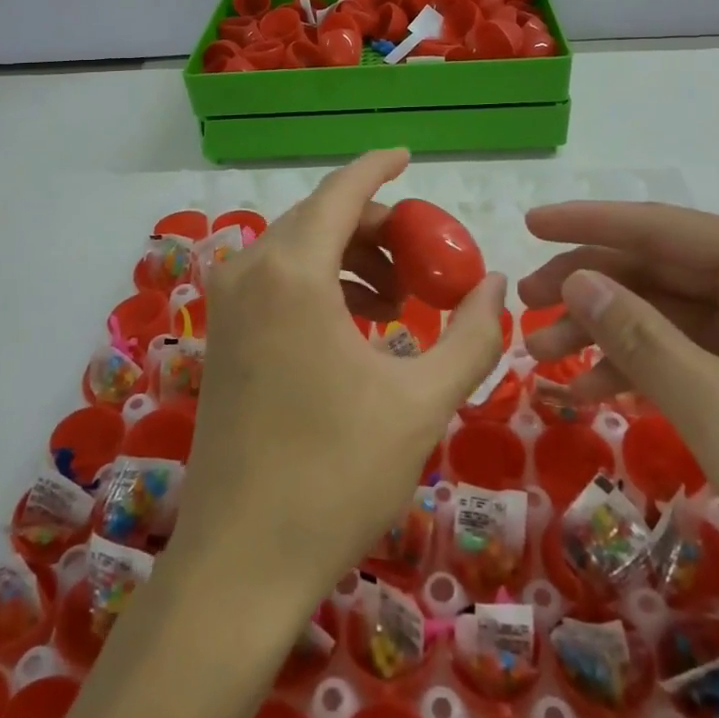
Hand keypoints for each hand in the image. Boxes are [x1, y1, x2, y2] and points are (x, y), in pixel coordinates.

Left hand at [175, 150, 507, 610]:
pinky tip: (357, 326)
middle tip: (425, 260)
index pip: (341, 191)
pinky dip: (321, 283)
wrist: (241, 562)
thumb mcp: (422, 403)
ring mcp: (227, 303)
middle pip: (320, 218)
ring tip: (398, 302)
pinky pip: (277, 279)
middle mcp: (249, 271)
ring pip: (297, 248)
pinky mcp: (222, 334)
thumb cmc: (336, 476)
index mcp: (292, 272)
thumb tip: (497, 285)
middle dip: (376, 227)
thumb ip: (471, 335)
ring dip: (350, 257)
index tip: (409, 155)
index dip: (377, 166)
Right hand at [519, 201, 718, 639]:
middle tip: (526, 307)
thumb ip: (639, 337)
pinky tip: (592, 393)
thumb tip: (578, 280)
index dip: (588, 225)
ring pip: (670, 314)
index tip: (529, 224)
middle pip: (660, 269)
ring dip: (607, 334)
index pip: (661, 228)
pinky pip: (693, 355)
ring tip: (544, 359)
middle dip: (589, 287)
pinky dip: (643, 369)